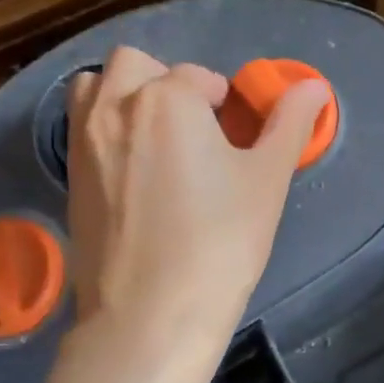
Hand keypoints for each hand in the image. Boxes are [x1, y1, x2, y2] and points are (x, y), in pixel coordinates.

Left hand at [65, 46, 328, 382]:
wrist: (151, 317)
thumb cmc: (219, 245)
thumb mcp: (267, 181)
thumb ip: (289, 124)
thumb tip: (315, 85)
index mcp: (167, 99)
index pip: (200, 78)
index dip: (223, 105)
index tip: (235, 141)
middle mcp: (115, 107)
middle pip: (137, 65)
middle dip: (167, 84)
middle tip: (195, 132)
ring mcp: (83, 142)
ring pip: (97, 88)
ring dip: (126, 97)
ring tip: (157, 142)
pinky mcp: (68, 178)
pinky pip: (81, 128)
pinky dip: (105, 129)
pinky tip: (134, 174)